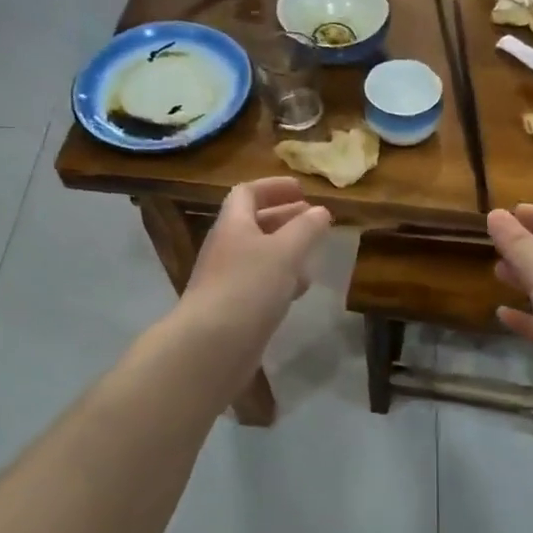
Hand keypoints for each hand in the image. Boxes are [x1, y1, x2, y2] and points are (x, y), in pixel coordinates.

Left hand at [184, 177, 332, 337]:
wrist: (211, 345)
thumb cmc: (249, 287)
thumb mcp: (285, 252)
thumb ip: (306, 229)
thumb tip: (321, 211)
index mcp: (233, 225)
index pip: (247, 193)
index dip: (274, 188)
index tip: (302, 190)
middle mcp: (226, 247)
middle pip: (254, 223)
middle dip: (285, 218)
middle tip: (313, 219)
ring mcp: (228, 279)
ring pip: (259, 254)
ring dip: (286, 249)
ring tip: (312, 254)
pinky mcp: (234, 307)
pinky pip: (260, 283)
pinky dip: (281, 279)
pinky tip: (299, 289)